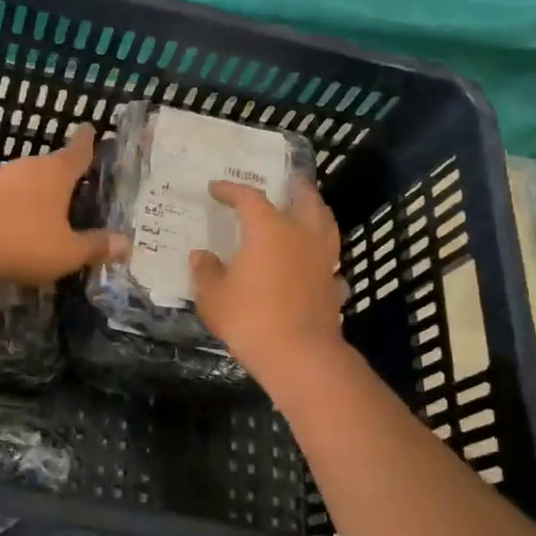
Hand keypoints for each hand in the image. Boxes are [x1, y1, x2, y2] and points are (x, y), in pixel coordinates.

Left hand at [0, 125, 127, 287]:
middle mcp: (28, 167)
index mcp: (56, 173)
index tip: (91, 128)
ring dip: (38, 191)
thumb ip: (95, 246)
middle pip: (52, 164)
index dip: (88, 140)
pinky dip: (17, 205)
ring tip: (51, 207)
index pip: (78, 149)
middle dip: (65, 173)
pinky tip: (19, 223)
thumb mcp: (66, 252)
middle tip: (80, 183)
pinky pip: (7, 196)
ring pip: (27, 180)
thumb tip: (127, 243)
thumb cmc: (22, 242)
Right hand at [191, 178, 346, 381]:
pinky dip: (322, 257)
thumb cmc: (249, 319)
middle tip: (289, 179)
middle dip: (295, 187)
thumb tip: (200, 255)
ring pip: (326, 225)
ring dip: (317, 213)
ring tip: (308, 211)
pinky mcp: (334, 286)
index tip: (215, 188)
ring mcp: (323, 260)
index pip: (248, 198)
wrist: (299, 356)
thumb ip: (206, 271)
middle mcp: (301, 235)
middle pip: (305, 200)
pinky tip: (315, 264)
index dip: (231, 190)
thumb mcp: (213, 297)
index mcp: (268, 229)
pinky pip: (330, 262)